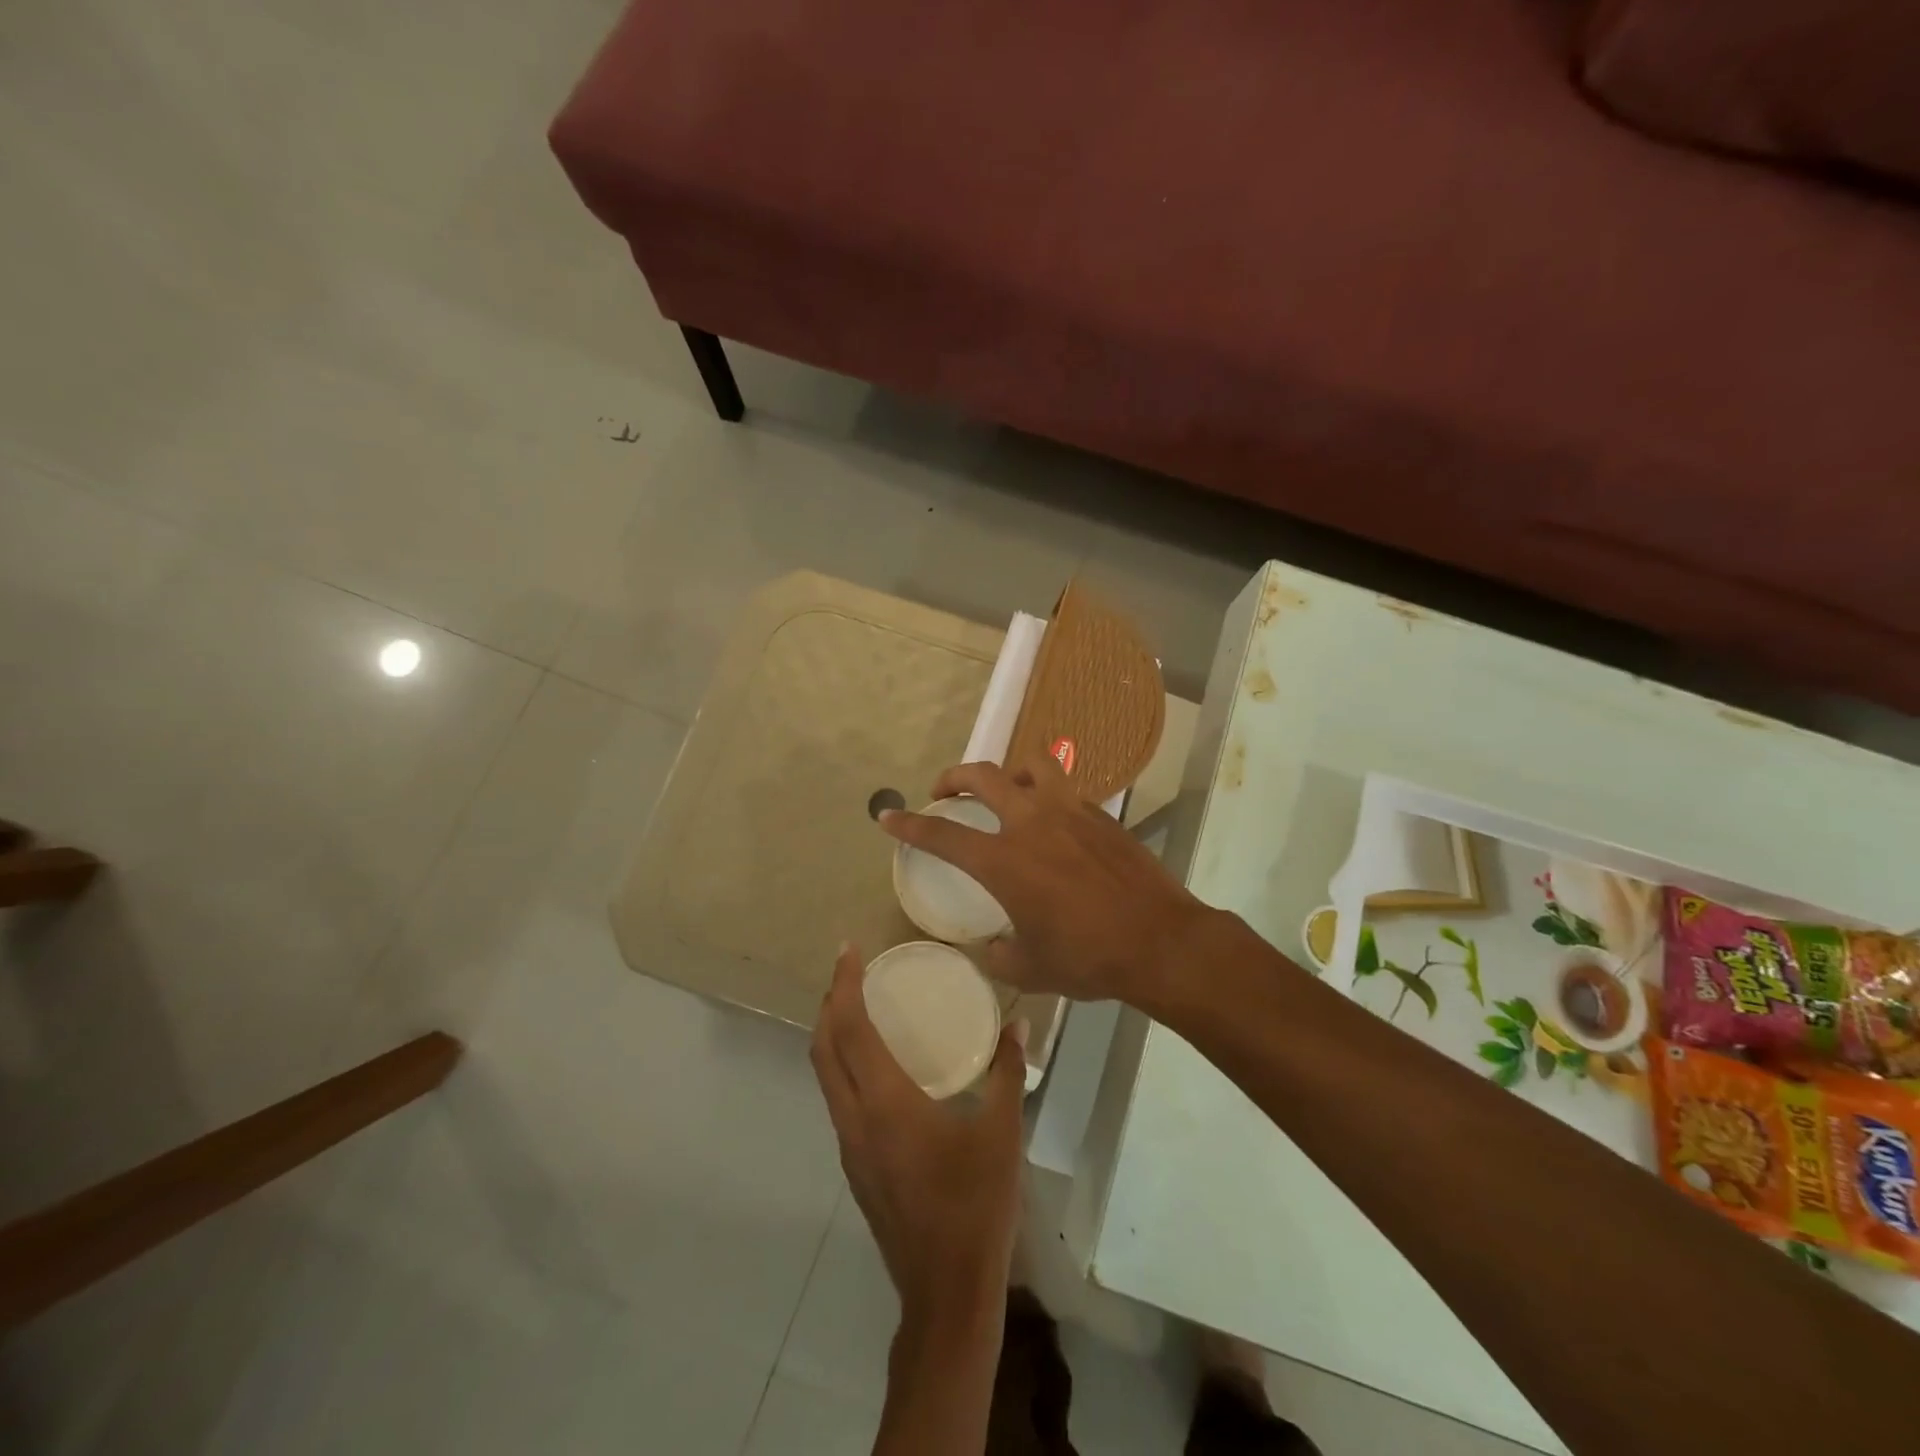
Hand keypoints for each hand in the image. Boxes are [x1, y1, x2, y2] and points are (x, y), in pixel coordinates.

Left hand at [811, 944, 1026, 1324]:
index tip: (848, 949)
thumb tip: (1018, 1022)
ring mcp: (850, 1147)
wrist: (947, 1294)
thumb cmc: (976, 1206)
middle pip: (823, 1049)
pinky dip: (844, 1065)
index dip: (844, 985)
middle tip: (851, 971)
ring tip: (859, 1006)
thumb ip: (1007, 1070)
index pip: (850, 1029)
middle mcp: (856, 1120)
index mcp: (886, 1104)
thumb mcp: (1002, 1132)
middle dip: (830, 1003)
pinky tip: (876, 1065)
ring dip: (832, 1035)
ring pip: (825, 1076)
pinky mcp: (857, 1167)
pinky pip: (838, 1100)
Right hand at [878, 756, 1212, 1005]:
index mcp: (1004, 861)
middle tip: (942, 790)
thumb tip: (992, 946)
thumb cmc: (1089, 958)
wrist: (1160, 942)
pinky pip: (1066, 790)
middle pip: (983, 777)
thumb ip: (1001, 954)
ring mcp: (1070, 812)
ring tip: (1005, 790)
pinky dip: (1048, 795)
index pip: (942, 835)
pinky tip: (1053, 824)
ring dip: (1009, 771)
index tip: (887, 816)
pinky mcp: (1101, 815)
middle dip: (953, 777)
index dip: (909, 825)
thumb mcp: (1032, 968)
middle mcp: (1032, 823)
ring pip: (1033, 765)